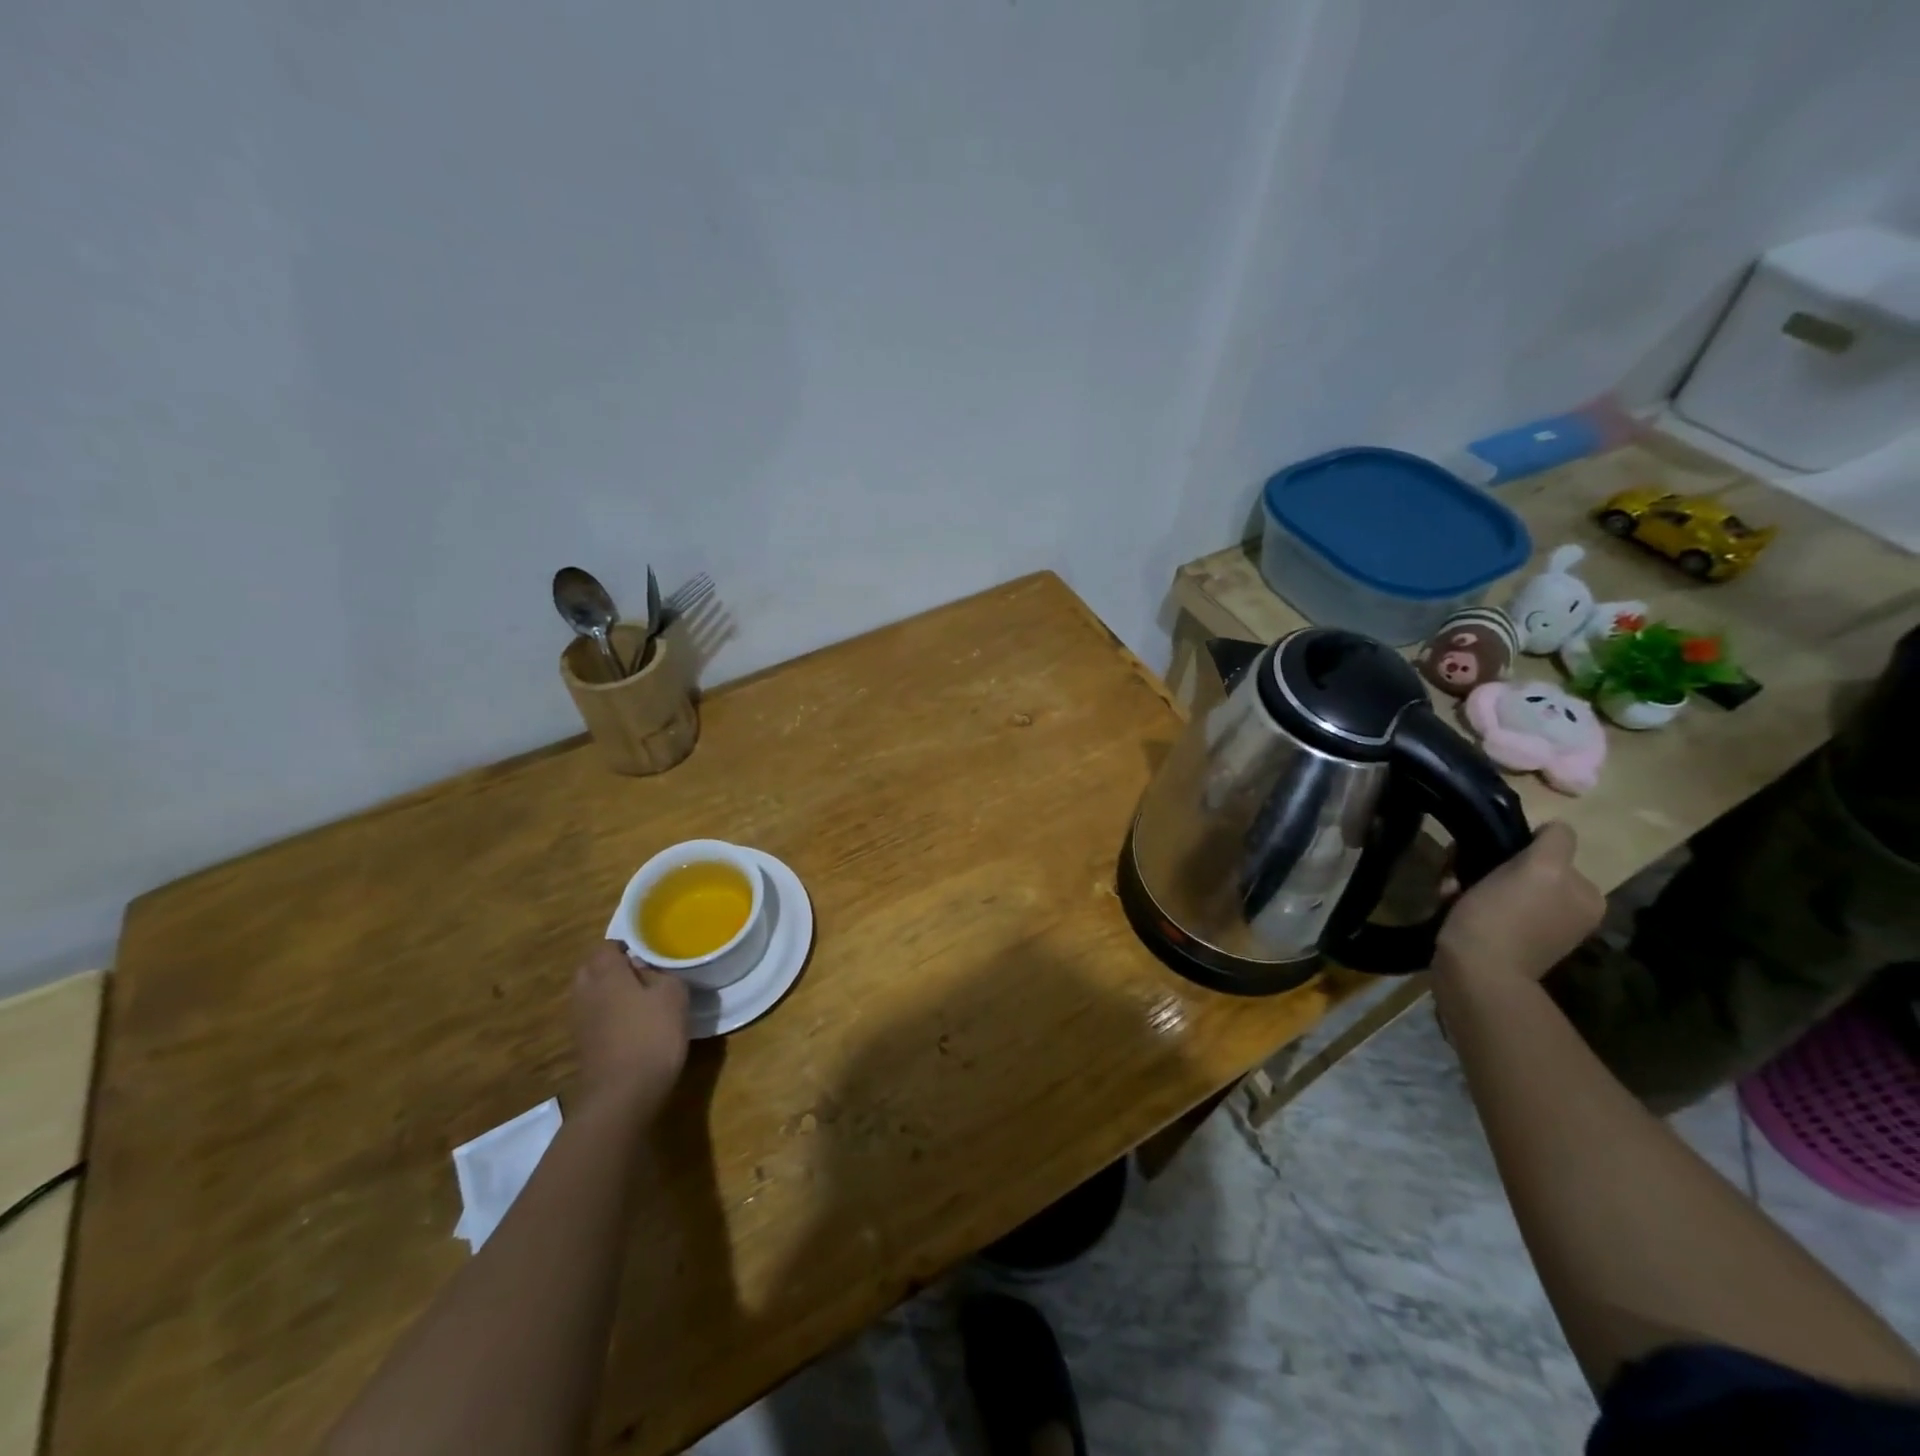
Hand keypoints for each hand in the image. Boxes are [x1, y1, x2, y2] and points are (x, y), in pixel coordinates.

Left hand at [570, 941, 689, 1116]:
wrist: (623, 1095)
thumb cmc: (652, 1036)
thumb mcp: (674, 995)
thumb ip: (661, 974)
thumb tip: (646, 970)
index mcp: (606, 974)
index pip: (605, 946)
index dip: (623, 946)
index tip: (645, 953)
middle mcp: (585, 992)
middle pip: (590, 969)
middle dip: (610, 967)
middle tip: (640, 973)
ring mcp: (579, 1021)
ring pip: (589, 994)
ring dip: (607, 992)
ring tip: (638, 999)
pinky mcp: (582, 1046)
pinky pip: (592, 1017)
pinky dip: (606, 1015)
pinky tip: (630, 1025)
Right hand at [1434, 822, 1603, 987]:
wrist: (1476, 972)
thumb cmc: (1505, 916)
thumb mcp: (1540, 869)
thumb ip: (1555, 842)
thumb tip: (1554, 828)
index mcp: (1585, 896)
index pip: (1549, 849)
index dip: (1516, 846)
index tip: (1488, 854)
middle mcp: (1567, 911)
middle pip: (1519, 866)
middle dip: (1485, 865)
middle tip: (1460, 873)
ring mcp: (1536, 928)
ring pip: (1495, 884)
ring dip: (1468, 881)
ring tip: (1449, 892)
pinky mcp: (1504, 941)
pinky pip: (1484, 906)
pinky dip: (1464, 902)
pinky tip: (1448, 905)